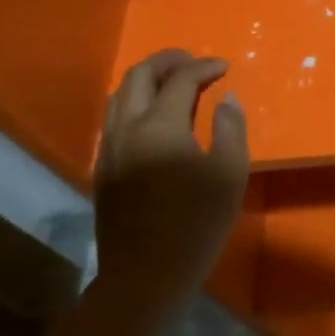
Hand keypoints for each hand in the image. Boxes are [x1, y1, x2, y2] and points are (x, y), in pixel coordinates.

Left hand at [92, 50, 250, 296]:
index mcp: (160, 126)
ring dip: (147, 80)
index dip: (204, 67)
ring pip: (120, 96)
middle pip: (139, 76)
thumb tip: (227, 99)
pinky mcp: (103, 168)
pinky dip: (135, 102)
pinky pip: (114, 118)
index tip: (225, 67)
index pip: (180, 80)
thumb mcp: (230, 174)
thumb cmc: (196, 222)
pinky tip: (154, 115)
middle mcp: (127, 128)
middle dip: (167, 61)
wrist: (145, 274)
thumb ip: (231, 128)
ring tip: (174, 82)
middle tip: (194, 61)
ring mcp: (109, 148)